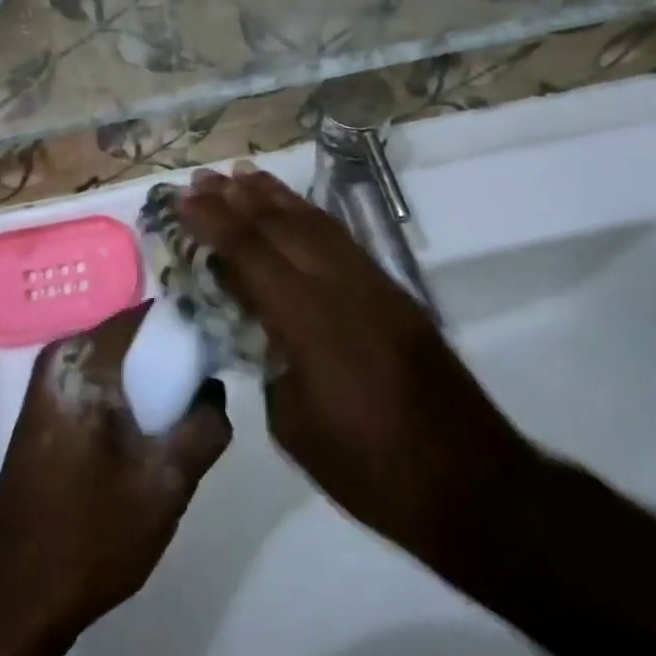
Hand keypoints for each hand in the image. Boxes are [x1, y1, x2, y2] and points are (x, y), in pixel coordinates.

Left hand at [0, 304, 231, 634]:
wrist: (13, 597)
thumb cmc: (90, 533)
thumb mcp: (166, 483)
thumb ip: (205, 427)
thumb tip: (213, 389)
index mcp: (83, 358)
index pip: (150, 314)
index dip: (191, 326)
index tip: (223, 349)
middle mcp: (61, 358)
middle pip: (135, 338)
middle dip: (174, 361)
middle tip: (207, 397)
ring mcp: (50, 385)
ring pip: (121, 366)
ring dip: (154, 387)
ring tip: (185, 423)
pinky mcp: (50, 413)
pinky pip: (104, 387)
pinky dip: (131, 403)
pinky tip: (150, 441)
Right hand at [179, 165, 538, 570]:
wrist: (471, 482)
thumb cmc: (371, 469)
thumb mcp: (295, 426)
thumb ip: (270, 364)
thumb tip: (259, 330)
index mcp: (309, 322)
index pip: (250, 254)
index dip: (213, 223)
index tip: (184, 199)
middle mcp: (340, 288)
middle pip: (280, 227)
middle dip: (237, 199)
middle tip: (203, 178)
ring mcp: (371, 284)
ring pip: (315, 223)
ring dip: (274, 196)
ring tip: (241, 174)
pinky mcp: (392, 292)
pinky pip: (341, 239)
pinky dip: (310, 215)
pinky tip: (294, 210)